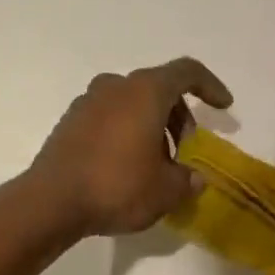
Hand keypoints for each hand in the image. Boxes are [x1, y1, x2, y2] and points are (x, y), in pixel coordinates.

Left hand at [28, 58, 233, 237]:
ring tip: (158, 163)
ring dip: (152, 125)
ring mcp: (87, 102)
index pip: (187, 72)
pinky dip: (126, 131)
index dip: (210, 86)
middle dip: (179, 115)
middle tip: (187, 148)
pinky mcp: (69, 122)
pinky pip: (109, 117)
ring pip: (132, 103)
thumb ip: (187, 180)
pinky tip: (128, 165)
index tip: (224, 107)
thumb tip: (194, 178)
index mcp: (145, 91)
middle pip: (158, 88)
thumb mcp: (166, 190)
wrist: (51, 202)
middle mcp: (116, 86)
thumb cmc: (117, 186)